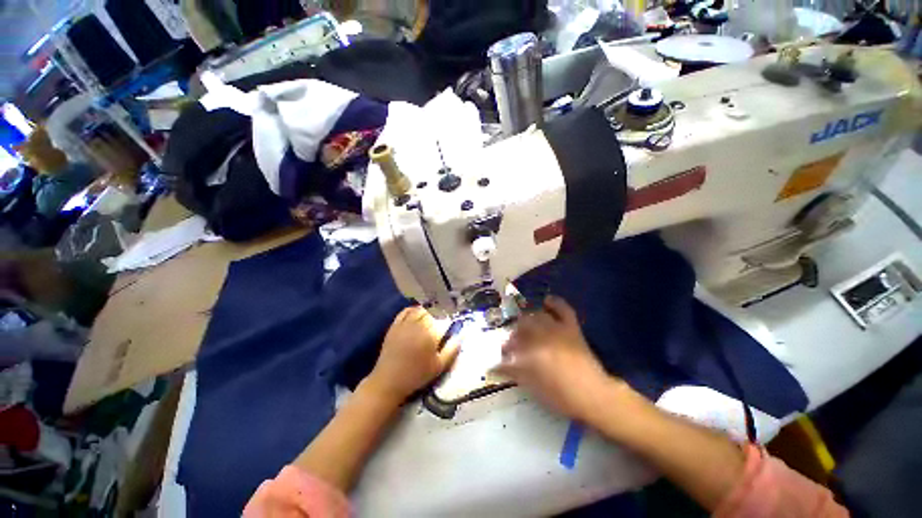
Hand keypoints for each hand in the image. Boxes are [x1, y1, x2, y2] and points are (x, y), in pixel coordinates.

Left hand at [364, 307, 459, 403]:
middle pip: (431, 314)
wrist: (389, 381)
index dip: (447, 323)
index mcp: (430, 335)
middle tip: (438, 325)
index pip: (443, 321)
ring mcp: (405, 324)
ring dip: (426, 313)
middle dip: (437, 317)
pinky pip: (405, 312)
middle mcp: (418, 326)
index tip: (448, 328)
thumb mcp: (439, 366)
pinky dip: (412, 310)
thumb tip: (461, 336)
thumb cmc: (417, 375)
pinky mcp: (394, 326)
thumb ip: (452, 350)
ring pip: (419, 311)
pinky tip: (416, 313)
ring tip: (429, 319)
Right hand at [496, 296, 624, 423]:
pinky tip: (546, 301)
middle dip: (514, 336)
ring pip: (536, 317)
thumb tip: (497, 365)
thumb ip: (514, 372)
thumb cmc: (561, 396)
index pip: (511, 346)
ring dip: (527, 321)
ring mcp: (558, 329)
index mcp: (531, 352)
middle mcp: (542, 335)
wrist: (593, 395)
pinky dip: (555, 303)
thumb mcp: (533, 387)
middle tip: (513, 346)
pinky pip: (563, 309)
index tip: (502, 357)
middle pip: (521, 328)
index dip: (504, 351)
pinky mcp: (571, 327)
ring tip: (525, 329)